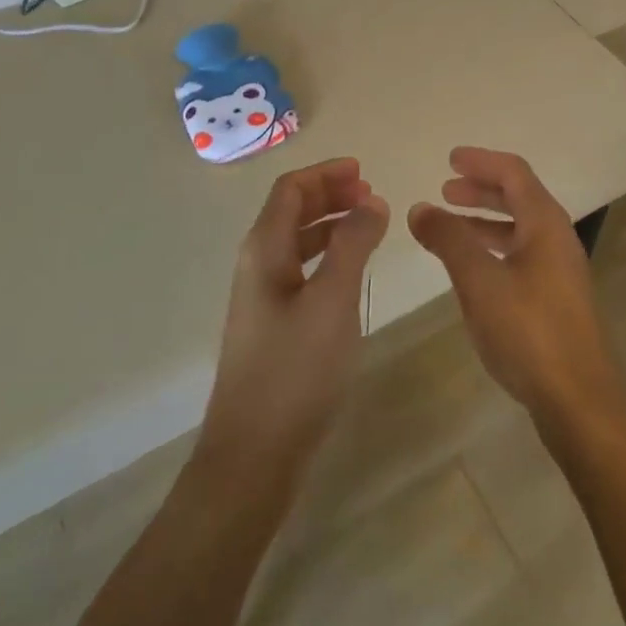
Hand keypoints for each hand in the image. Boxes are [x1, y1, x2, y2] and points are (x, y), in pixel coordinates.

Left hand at [198, 159, 388, 486]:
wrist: (254, 454)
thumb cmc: (296, 370)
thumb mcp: (333, 300)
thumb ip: (353, 244)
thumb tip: (372, 202)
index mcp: (264, 249)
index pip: (290, 189)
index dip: (325, 173)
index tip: (363, 171)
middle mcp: (257, 264)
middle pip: (291, 210)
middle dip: (329, 194)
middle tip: (371, 193)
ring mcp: (262, 296)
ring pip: (296, 240)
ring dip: (330, 224)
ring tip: (369, 224)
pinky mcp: (272, 324)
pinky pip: (300, 269)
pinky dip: (327, 255)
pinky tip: (351, 270)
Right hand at [409, 147, 625, 430]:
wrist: (582, 402)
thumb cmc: (530, 331)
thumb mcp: (480, 281)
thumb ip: (449, 240)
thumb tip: (420, 208)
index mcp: (545, 224)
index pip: (514, 173)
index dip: (481, 161)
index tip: (450, 159)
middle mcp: (557, 239)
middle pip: (519, 197)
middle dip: (481, 190)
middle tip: (446, 189)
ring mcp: (560, 271)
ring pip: (519, 229)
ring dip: (485, 221)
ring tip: (449, 227)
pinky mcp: (557, 300)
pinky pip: (521, 256)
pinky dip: (493, 249)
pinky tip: (472, 270)